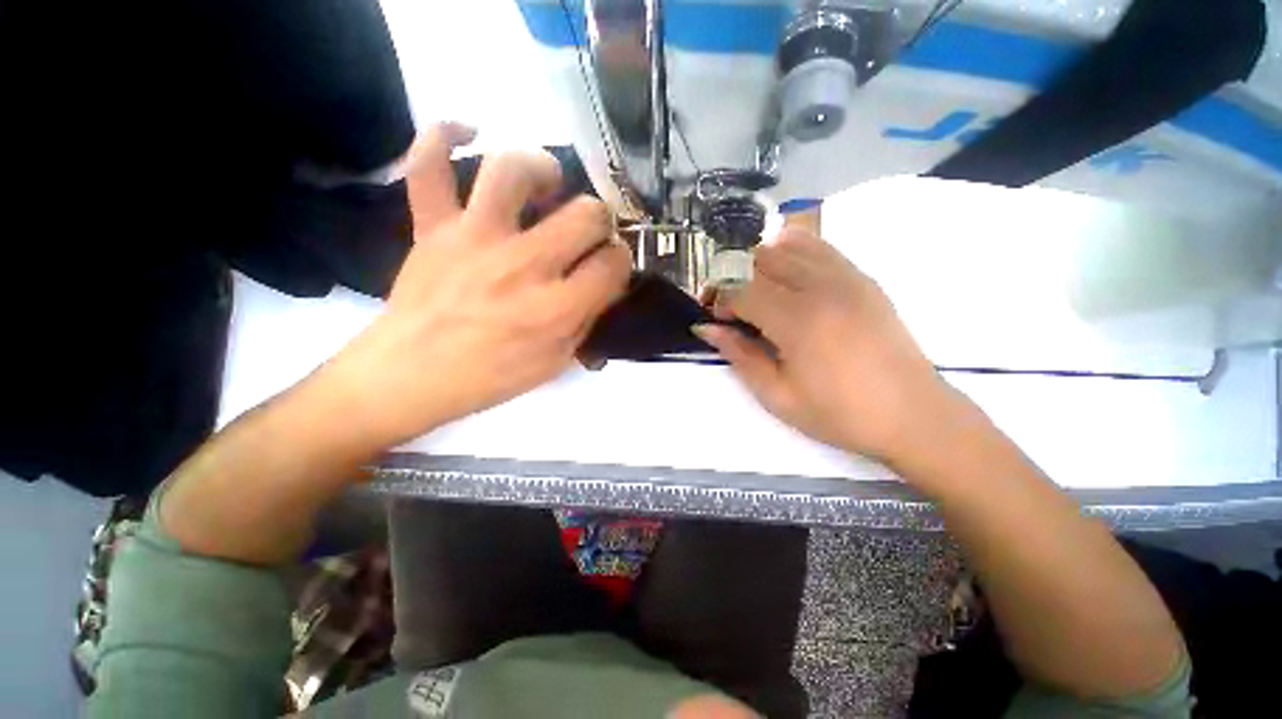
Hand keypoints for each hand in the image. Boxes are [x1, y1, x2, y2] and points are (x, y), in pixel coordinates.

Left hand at [315, 124, 631, 451]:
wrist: (408, 378)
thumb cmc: (489, 377)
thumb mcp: (555, 363)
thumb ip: (586, 321)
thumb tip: (604, 284)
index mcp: (556, 309)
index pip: (613, 264)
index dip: (621, 261)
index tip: (610, 266)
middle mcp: (523, 266)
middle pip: (586, 214)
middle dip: (600, 221)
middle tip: (589, 233)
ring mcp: (474, 239)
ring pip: (516, 173)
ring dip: (543, 170)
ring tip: (549, 184)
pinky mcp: (433, 228)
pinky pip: (429, 166)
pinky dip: (442, 138)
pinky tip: (466, 132)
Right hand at [694, 227, 954, 465]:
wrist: (913, 415)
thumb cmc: (840, 414)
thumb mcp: (777, 396)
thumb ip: (739, 355)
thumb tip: (705, 328)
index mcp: (798, 320)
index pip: (741, 288)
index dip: (719, 300)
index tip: (715, 320)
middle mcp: (821, 287)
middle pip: (758, 259)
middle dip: (732, 278)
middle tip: (728, 307)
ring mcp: (846, 277)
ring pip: (785, 245)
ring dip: (758, 264)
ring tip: (755, 292)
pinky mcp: (862, 278)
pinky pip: (818, 247)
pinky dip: (791, 251)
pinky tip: (785, 277)